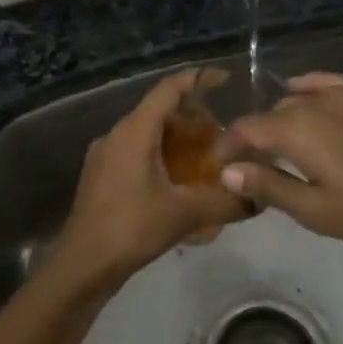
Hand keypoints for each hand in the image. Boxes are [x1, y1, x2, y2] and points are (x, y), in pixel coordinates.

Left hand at [42, 69, 251, 293]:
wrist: (82, 265)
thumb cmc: (132, 228)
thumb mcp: (185, 214)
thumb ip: (225, 202)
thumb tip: (259, 199)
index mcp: (134, 131)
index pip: (168, 90)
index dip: (197, 79)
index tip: (224, 78)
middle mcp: (116, 135)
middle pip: (158, 112)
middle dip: (192, 117)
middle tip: (223, 133)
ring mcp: (104, 156)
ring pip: (146, 134)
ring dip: (176, 140)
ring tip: (206, 157)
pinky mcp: (100, 177)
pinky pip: (135, 153)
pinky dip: (160, 157)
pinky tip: (178, 182)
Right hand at [219, 72, 342, 253]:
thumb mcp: (315, 210)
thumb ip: (268, 186)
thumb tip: (227, 171)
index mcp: (296, 130)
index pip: (246, 129)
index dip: (227, 146)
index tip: (218, 167)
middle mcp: (313, 104)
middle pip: (268, 115)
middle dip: (251, 138)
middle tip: (247, 168)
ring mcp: (341, 97)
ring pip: (292, 101)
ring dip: (276, 120)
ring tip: (273, 147)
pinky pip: (322, 83)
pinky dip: (303, 89)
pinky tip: (299, 97)